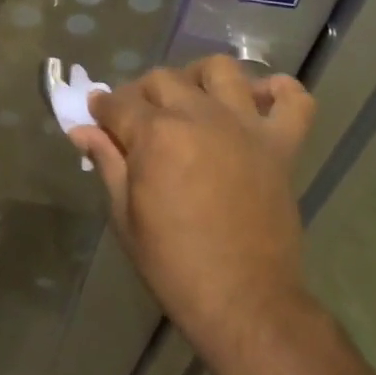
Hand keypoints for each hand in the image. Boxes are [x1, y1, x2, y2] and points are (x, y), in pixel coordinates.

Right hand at [69, 58, 318, 371]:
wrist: (244, 303)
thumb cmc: (173, 264)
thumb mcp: (125, 216)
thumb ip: (107, 162)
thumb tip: (81, 130)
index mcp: (156, 135)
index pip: (117, 103)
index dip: (102, 108)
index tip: (97, 116)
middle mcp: (199, 117)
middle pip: (163, 79)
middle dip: (141, 93)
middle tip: (137, 119)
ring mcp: (244, 127)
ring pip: (221, 71)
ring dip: (200, 77)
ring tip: (192, 100)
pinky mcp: (281, 146)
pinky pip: (294, 101)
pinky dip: (279, 92)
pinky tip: (258, 101)